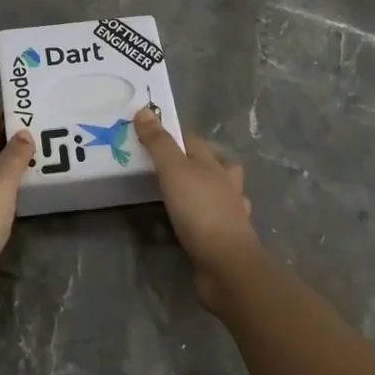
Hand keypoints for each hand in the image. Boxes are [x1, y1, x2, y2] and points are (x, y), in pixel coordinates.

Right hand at [134, 107, 261, 311]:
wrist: (226, 264)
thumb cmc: (199, 209)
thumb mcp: (173, 169)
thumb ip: (158, 142)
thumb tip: (144, 110)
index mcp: (214, 164)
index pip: (194, 140)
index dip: (174, 134)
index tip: (151, 134)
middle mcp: (226, 184)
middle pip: (215, 164)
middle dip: (199, 160)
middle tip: (170, 164)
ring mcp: (230, 213)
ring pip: (222, 192)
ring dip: (209, 189)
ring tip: (185, 192)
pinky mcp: (226, 239)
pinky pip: (215, 222)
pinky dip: (206, 219)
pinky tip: (193, 223)